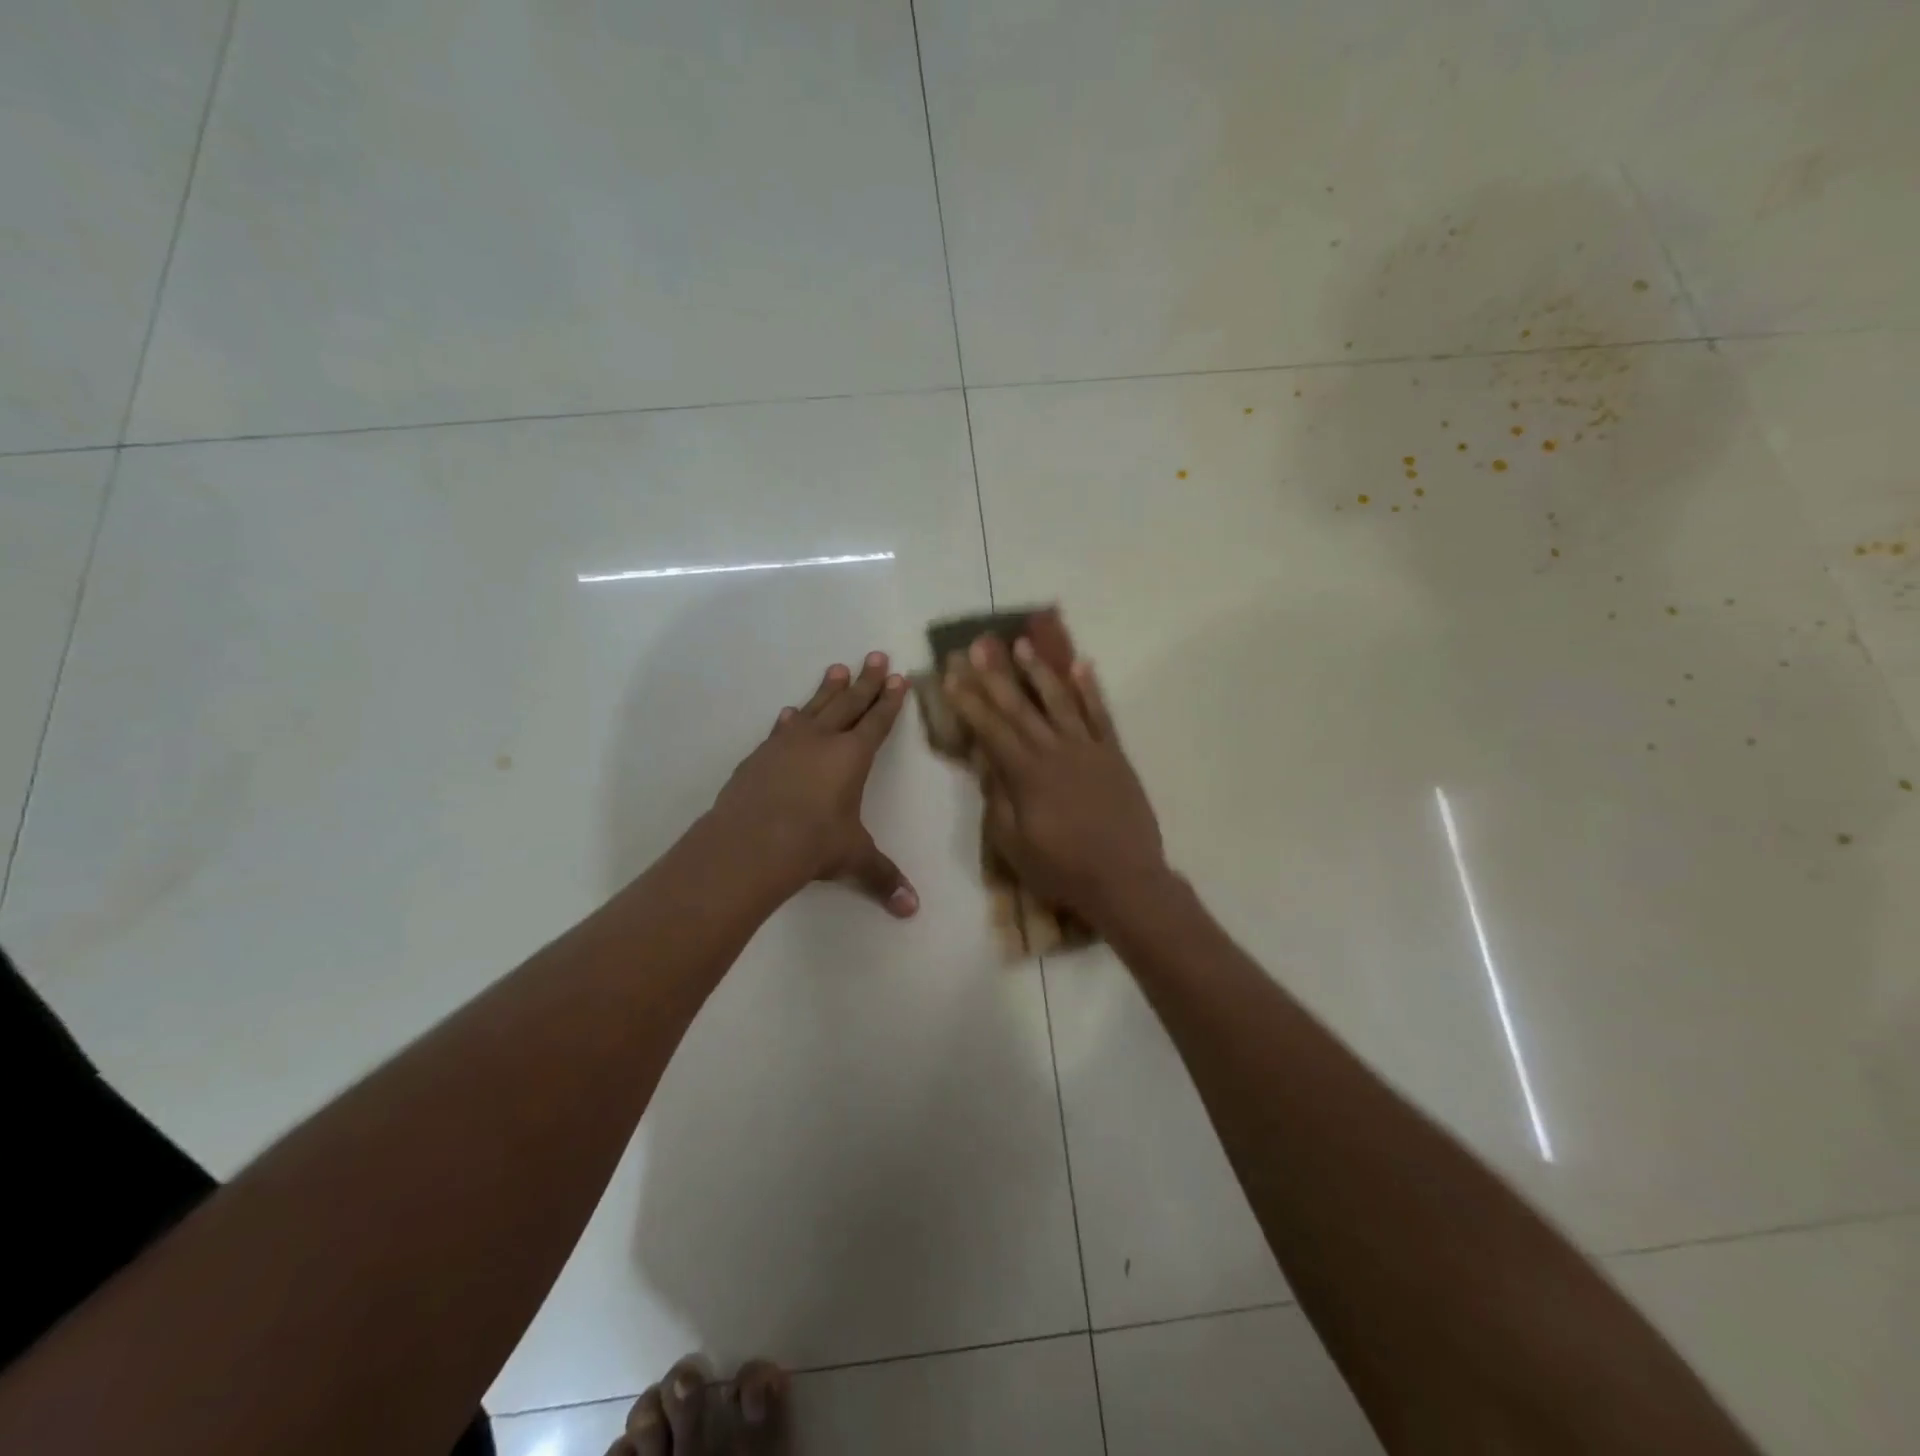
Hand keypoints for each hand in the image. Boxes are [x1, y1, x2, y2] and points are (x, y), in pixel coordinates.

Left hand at [711, 652, 918, 916]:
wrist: (750, 843)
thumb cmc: (812, 844)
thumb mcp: (853, 859)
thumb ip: (883, 878)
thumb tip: (912, 910)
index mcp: (852, 756)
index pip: (877, 722)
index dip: (890, 701)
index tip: (899, 678)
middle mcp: (822, 741)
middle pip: (849, 703)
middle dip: (867, 681)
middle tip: (876, 656)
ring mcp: (787, 744)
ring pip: (815, 707)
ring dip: (829, 689)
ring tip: (838, 668)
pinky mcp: (760, 756)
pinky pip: (782, 729)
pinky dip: (791, 719)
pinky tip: (791, 712)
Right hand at [945, 636, 1167, 924]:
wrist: (1125, 880)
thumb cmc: (1062, 869)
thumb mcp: (1014, 845)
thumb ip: (998, 800)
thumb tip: (986, 762)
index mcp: (1026, 774)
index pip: (990, 729)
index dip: (969, 702)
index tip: (952, 676)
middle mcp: (1055, 751)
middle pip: (1019, 707)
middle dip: (996, 675)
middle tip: (979, 645)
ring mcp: (1088, 749)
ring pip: (1059, 701)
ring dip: (1039, 671)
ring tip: (1022, 644)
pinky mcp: (1114, 755)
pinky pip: (1101, 715)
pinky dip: (1090, 689)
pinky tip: (1081, 665)